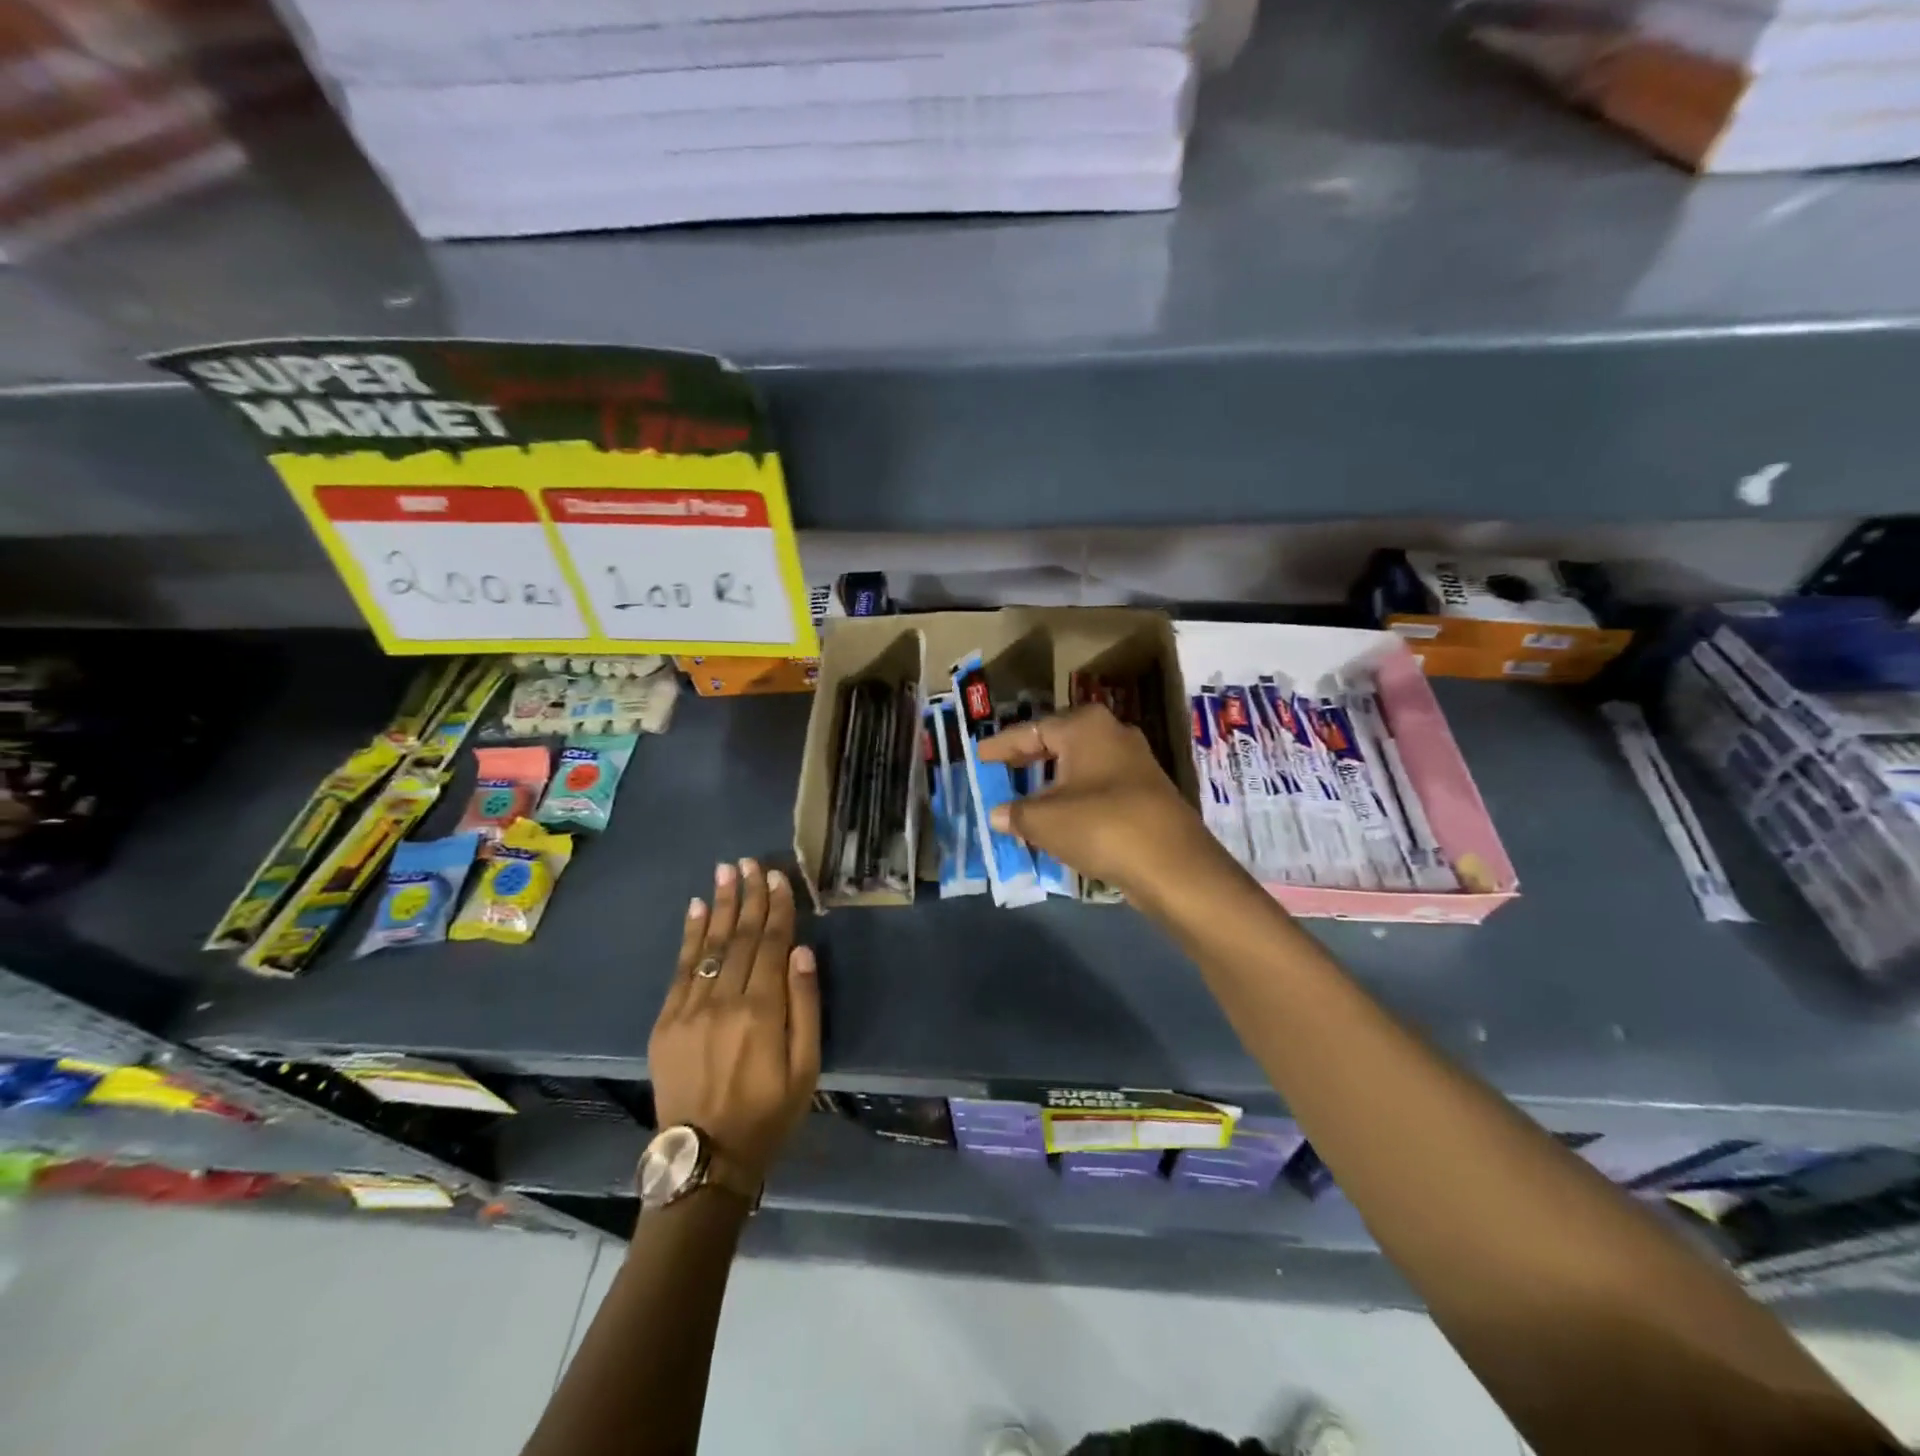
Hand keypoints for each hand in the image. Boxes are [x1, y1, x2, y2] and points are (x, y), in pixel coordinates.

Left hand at [648, 859, 819, 1183]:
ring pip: (711, 944)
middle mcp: (725, 1000)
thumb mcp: (806, 1068)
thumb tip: (802, 952)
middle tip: (750, 862)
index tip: (778, 877)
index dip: (777, 908)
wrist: (705, 1158)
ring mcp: (690, 1008)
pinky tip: (697, 909)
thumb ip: (806, 1006)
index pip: (773, 944)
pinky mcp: (666, 1020)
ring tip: (725, 871)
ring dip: (720, 905)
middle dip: (748, 896)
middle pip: (741, 937)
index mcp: (763, 1011)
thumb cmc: (768, 1113)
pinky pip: (681, 968)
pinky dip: (691, 935)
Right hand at [976, 704, 1224, 898]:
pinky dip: (1075, 798)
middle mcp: (1113, 734)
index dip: (1002, 746)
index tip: (978, 756)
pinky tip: (1060, 817)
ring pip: (1081, 766)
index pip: (1032, 730)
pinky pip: (1098, 787)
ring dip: (1053, 781)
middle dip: (1029, 759)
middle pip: (1059, 742)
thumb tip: (998, 814)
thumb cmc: (1100, 826)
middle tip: (1000, 770)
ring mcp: (1135, 764)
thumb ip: (1015, 813)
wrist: (1172, 865)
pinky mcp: (1147, 794)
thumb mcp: (1044, 820)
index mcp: (1086, 727)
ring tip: (1025, 796)